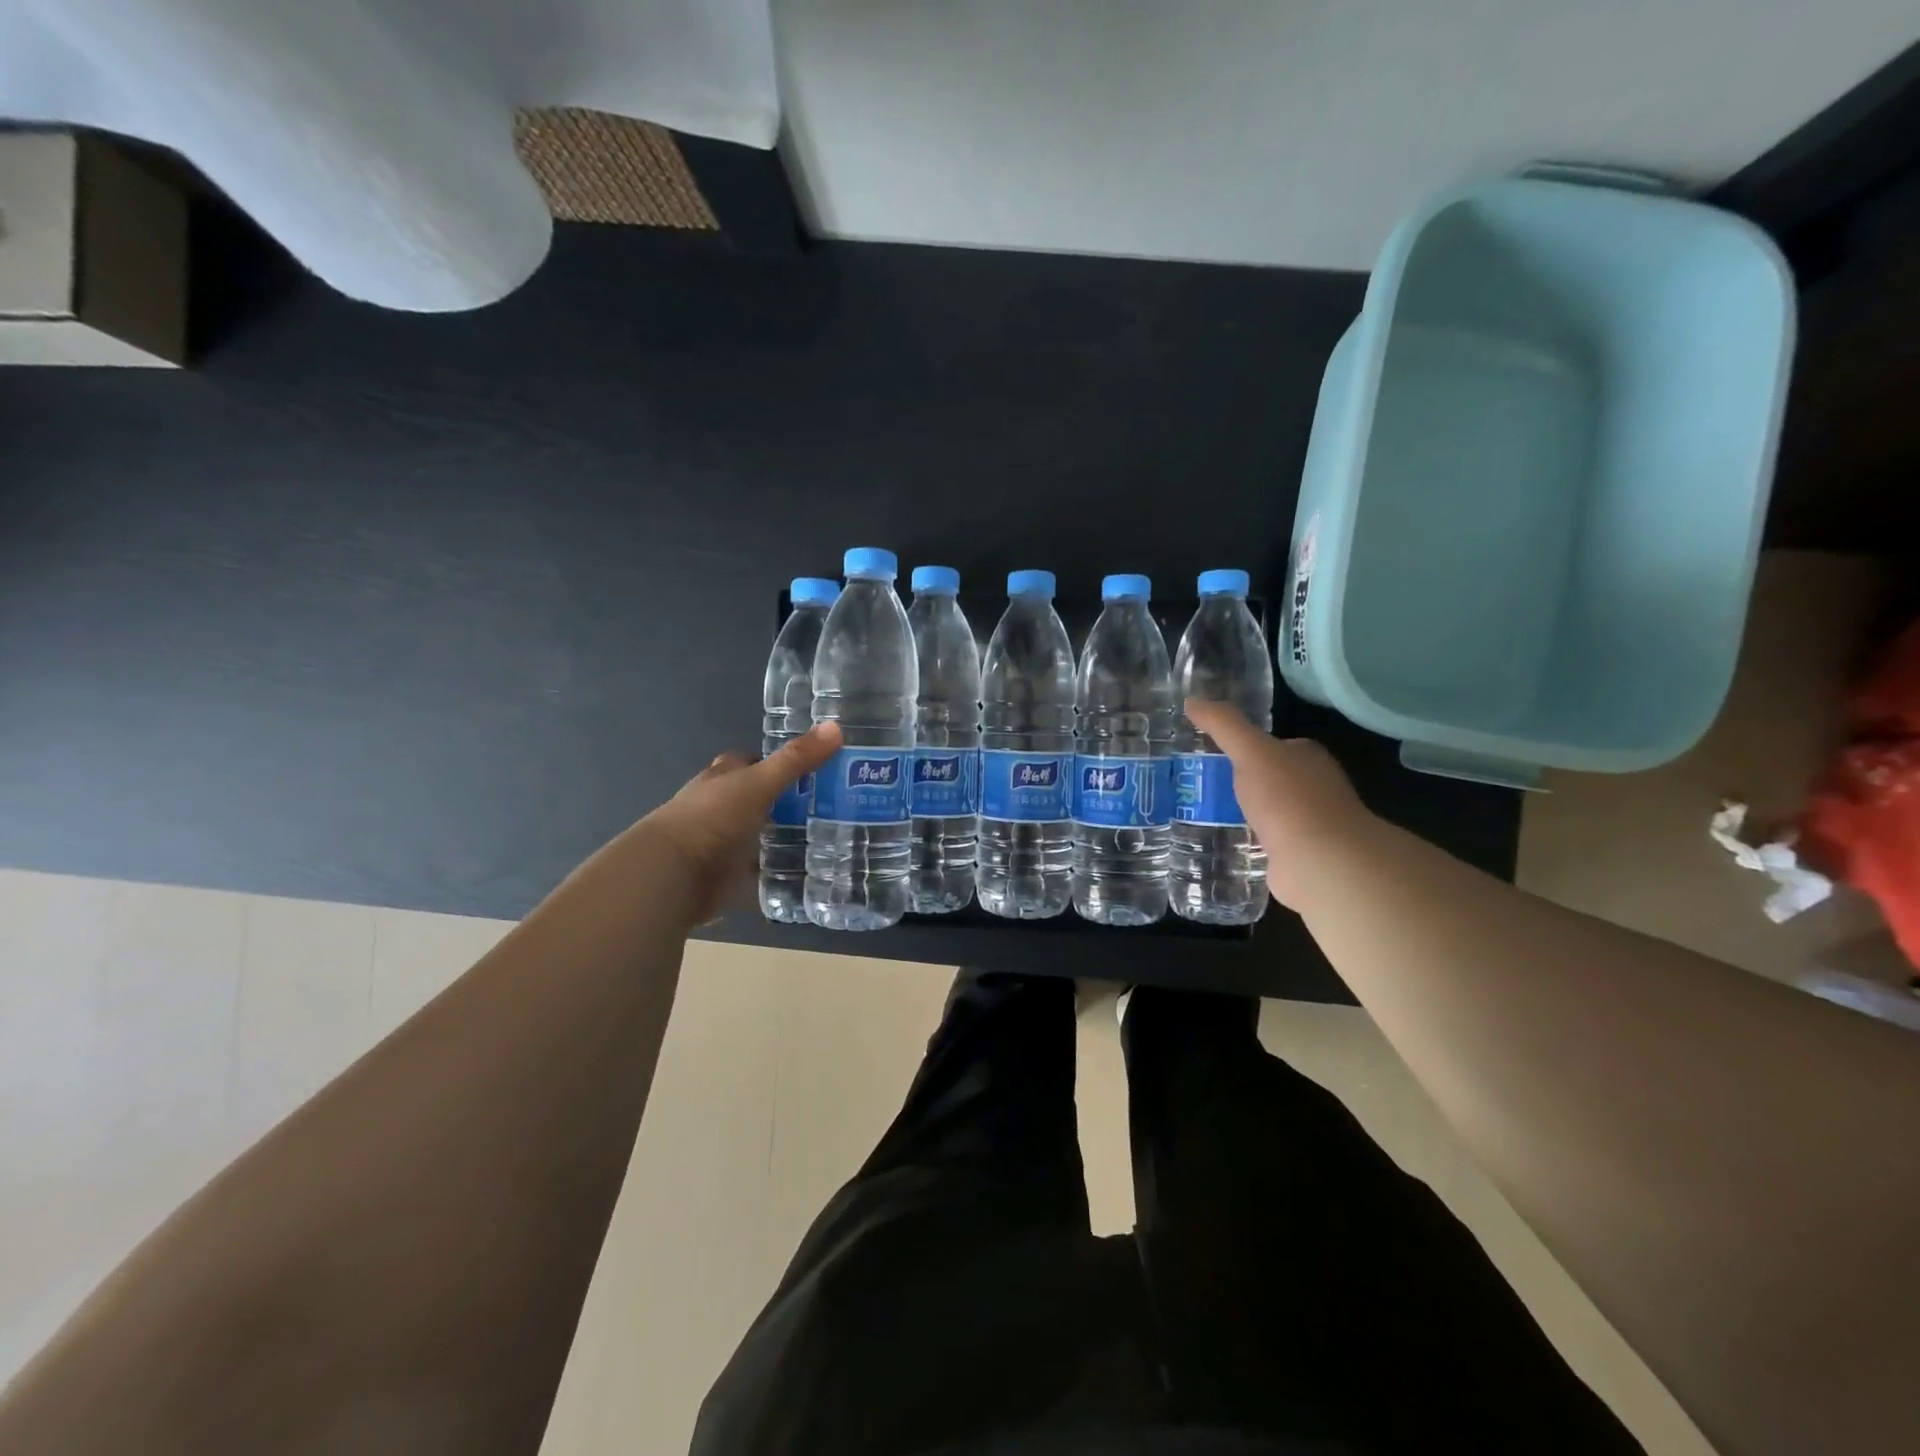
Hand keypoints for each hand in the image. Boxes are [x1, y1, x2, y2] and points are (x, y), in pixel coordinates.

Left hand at [643, 721, 842, 924]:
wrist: (672, 875)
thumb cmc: (712, 818)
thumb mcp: (759, 783)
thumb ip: (796, 760)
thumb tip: (837, 727)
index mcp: (723, 779)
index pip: (751, 762)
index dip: (777, 762)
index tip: (813, 767)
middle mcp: (720, 808)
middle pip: (758, 801)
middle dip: (787, 804)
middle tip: (832, 808)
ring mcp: (721, 845)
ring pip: (758, 838)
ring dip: (782, 841)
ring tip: (828, 843)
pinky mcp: (725, 878)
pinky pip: (757, 876)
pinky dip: (775, 878)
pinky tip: (805, 879)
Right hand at [1183, 699, 1373, 910]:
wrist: (1320, 862)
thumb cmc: (1289, 799)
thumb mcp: (1251, 752)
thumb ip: (1223, 726)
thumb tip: (1192, 700)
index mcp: (1308, 757)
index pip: (1274, 745)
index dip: (1245, 747)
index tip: (1210, 753)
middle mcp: (1314, 788)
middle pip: (1270, 779)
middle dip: (1241, 782)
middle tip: (1198, 785)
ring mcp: (1309, 825)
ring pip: (1268, 813)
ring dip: (1243, 814)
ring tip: (1201, 814)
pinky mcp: (1298, 856)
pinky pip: (1265, 842)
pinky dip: (1247, 842)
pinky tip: (1223, 844)